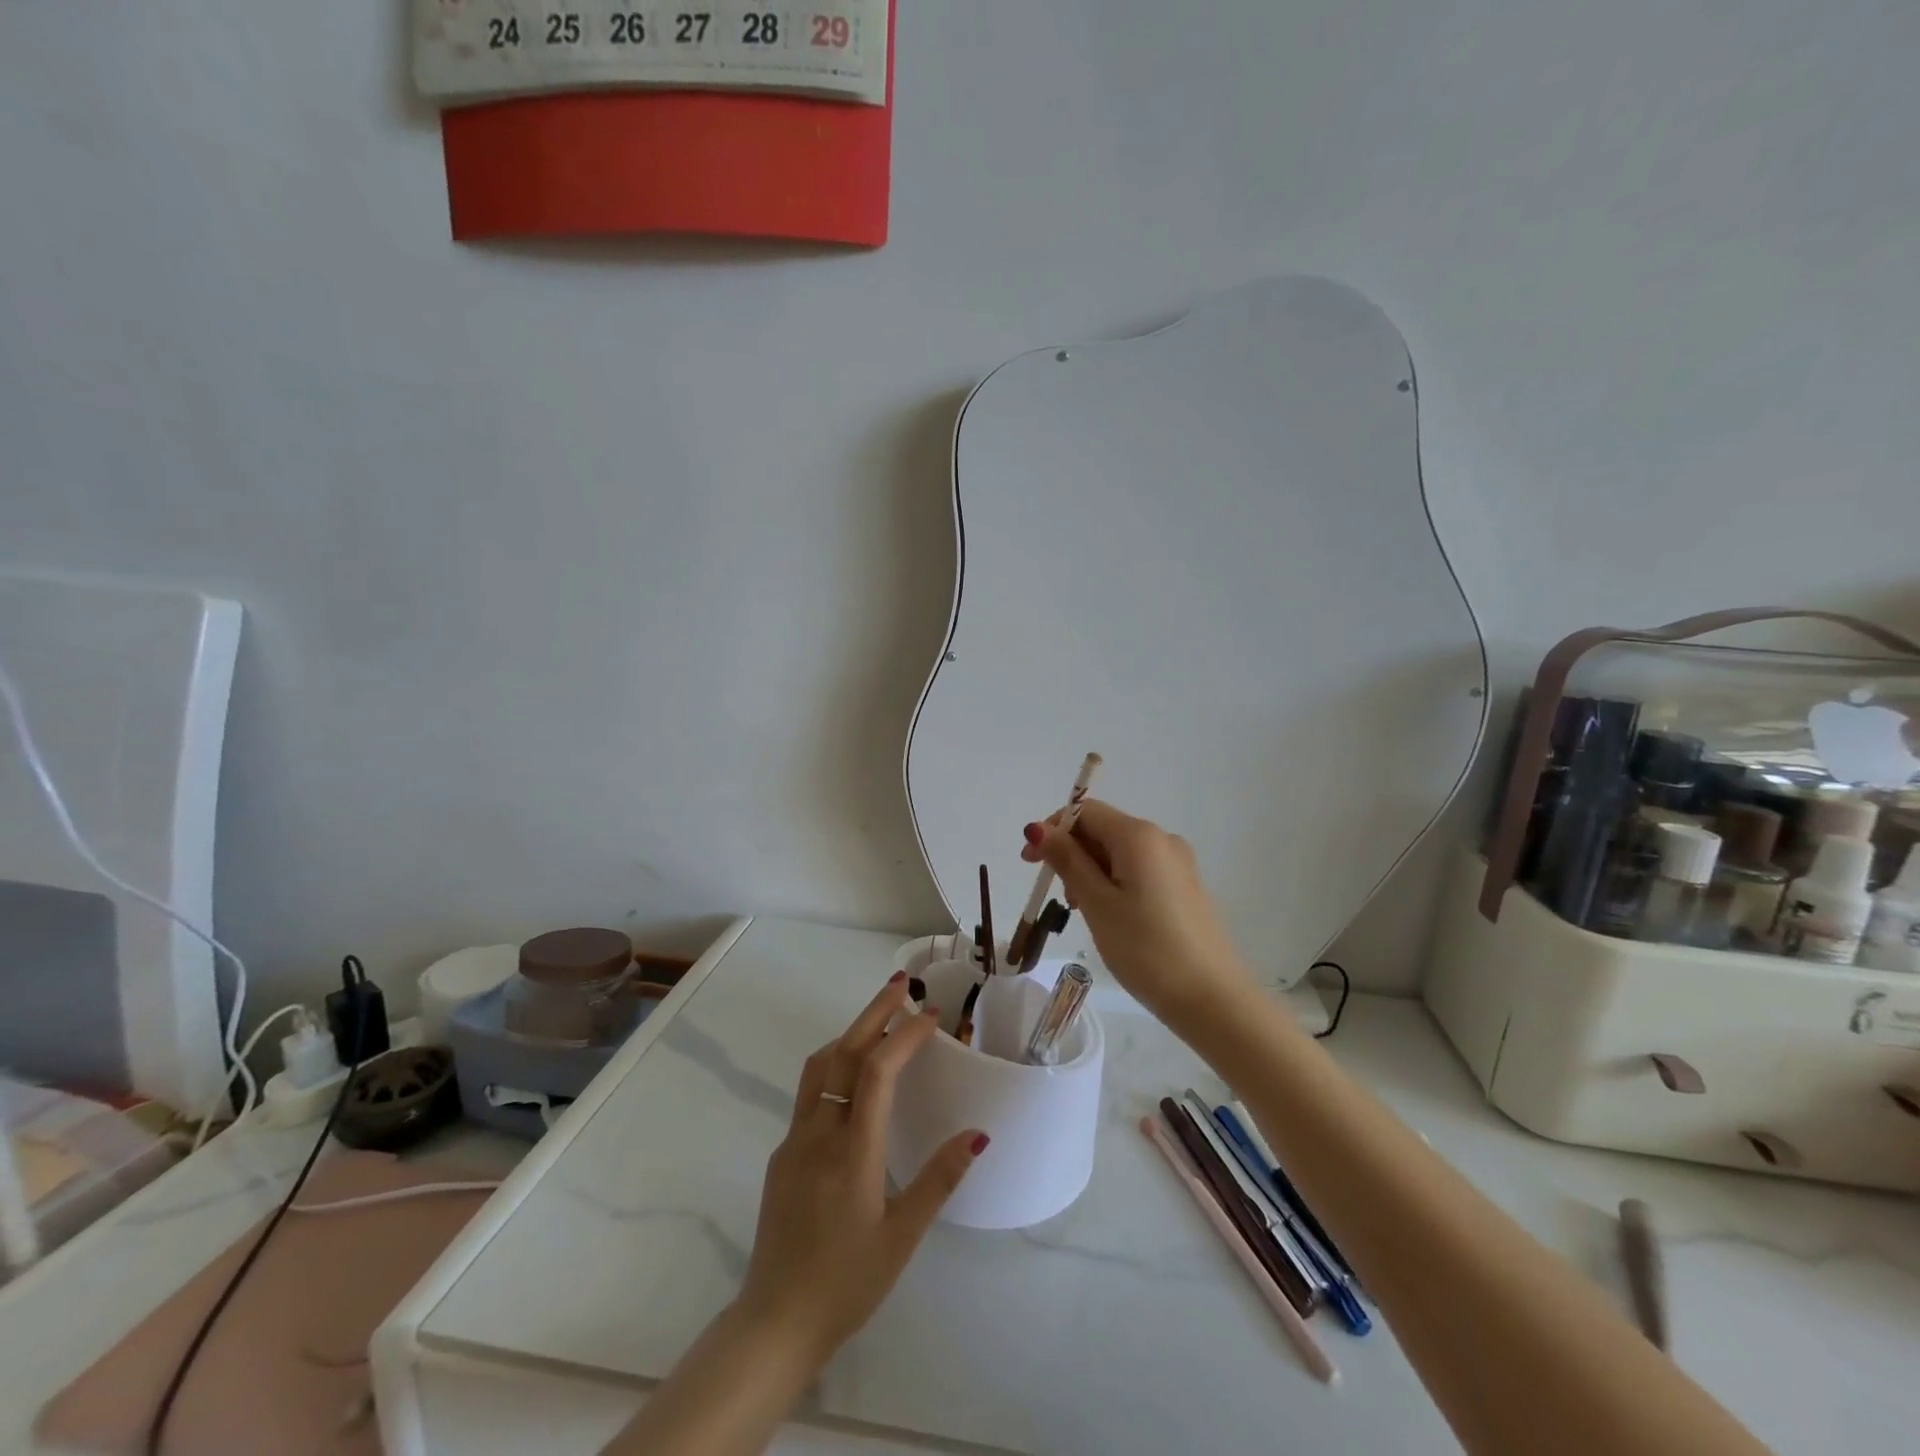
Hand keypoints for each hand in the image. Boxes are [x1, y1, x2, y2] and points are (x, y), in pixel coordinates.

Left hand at [734, 975, 987, 1369]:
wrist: (774, 1323)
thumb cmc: (847, 1284)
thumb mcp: (902, 1238)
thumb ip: (939, 1180)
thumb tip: (977, 1134)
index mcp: (852, 1152)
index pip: (877, 1073)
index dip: (904, 1037)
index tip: (931, 1014)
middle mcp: (819, 1133)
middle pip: (844, 1053)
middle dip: (874, 1012)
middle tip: (901, 984)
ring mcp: (795, 1141)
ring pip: (820, 1066)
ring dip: (851, 1033)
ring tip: (880, 1020)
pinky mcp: (783, 1154)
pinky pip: (810, 1091)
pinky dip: (836, 1064)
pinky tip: (854, 1078)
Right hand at [1022, 800, 1255, 1028]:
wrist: (1214, 1000)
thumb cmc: (1146, 949)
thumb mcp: (1097, 904)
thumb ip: (1067, 861)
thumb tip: (1038, 829)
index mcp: (1139, 835)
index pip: (1085, 812)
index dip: (1052, 830)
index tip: (1030, 865)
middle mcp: (1162, 839)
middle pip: (1103, 830)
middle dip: (1071, 854)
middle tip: (1057, 896)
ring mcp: (1178, 863)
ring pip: (1119, 853)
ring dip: (1091, 871)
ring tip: (1083, 912)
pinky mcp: (1185, 887)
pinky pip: (1139, 870)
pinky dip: (1114, 883)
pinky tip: (1110, 916)